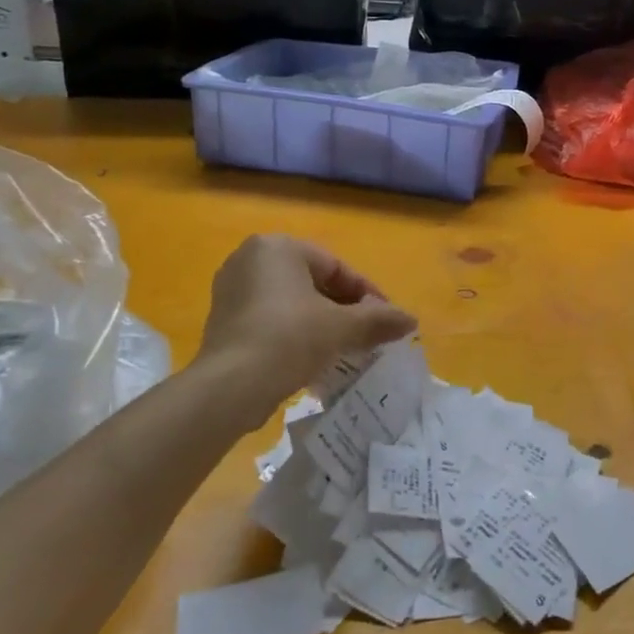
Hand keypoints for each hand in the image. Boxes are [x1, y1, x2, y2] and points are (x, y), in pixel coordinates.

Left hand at [195, 235, 416, 426]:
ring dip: (320, 322)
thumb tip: (411, 320)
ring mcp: (231, 289)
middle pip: (313, 282)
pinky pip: (269, 318)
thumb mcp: (342, 327)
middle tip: (366, 335)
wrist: (230, 386)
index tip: (386, 319)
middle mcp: (250, 258)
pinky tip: (311, 358)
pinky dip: (293, 332)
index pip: (336, 267)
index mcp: (278, 246)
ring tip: (343, 348)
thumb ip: (379, 319)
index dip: (366, 295)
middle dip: (342, 308)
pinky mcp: (222, 319)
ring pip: (291, 302)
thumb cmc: (289, 339)